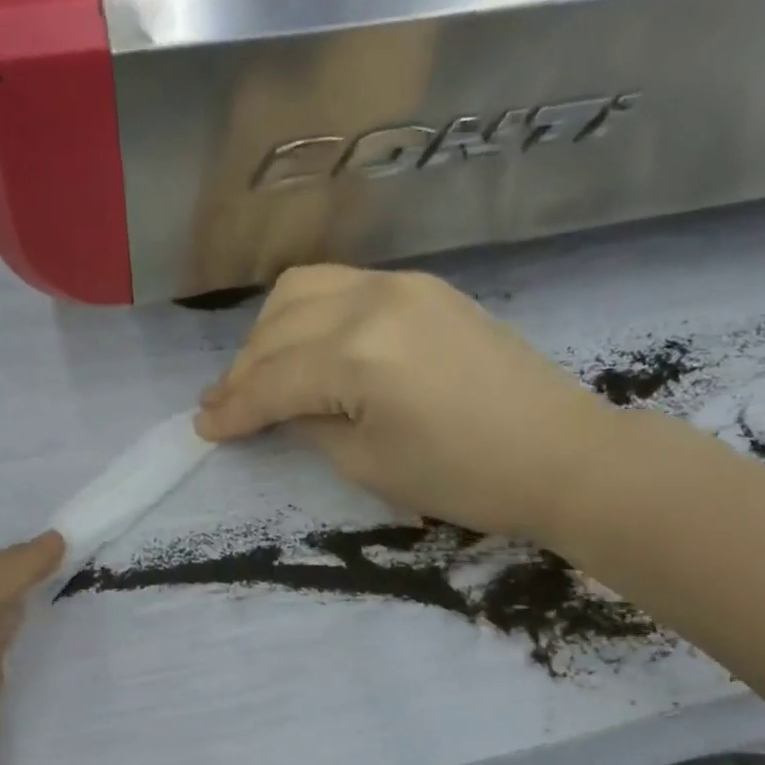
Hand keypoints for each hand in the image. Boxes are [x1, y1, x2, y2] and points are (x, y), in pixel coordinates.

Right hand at [194, 265, 617, 541]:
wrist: (562, 454)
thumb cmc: (464, 478)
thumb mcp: (368, 465)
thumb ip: (311, 425)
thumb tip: (281, 407)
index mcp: (358, 354)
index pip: (273, 380)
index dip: (233, 409)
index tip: (202, 429)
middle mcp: (373, 301)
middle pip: (279, 326)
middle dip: (242, 369)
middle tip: (223, 406)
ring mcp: (403, 285)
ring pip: (306, 289)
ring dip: (271, 332)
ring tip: (261, 373)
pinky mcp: (426, 288)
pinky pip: (345, 286)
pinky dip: (311, 315)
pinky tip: (308, 346)